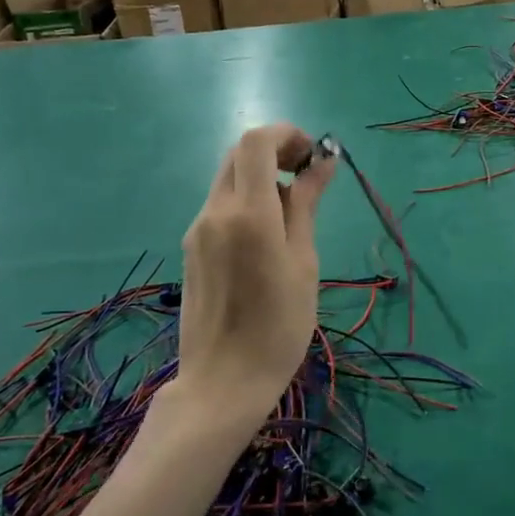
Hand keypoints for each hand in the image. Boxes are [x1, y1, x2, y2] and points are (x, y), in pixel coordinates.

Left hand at [176, 125, 334, 417]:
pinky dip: (246, 198)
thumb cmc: (278, 326)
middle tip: (307, 174)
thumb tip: (323, 163)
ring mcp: (198, 229)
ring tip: (293, 208)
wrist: (223, 381)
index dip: (286, 134)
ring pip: (228, 178)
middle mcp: (215, 211)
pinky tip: (268, 232)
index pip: (256, 142)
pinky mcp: (192, 247)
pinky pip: (220, 204)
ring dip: (261, 175)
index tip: (313, 154)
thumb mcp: (304, 262)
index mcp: (247, 213)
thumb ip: (306, 205)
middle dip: (275, 151)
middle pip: (239, 154)